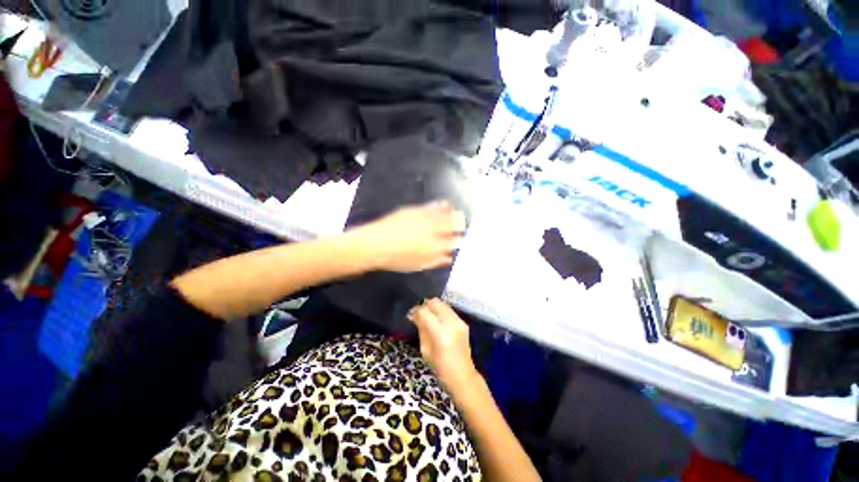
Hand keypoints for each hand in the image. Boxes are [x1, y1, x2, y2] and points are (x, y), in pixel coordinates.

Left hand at [347, 201, 465, 272]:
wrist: (375, 244)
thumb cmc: (397, 259)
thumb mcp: (419, 265)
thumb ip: (437, 261)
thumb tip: (450, 257)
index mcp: (436, 247)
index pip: (455, 242)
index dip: (461, 240)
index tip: (464, 240)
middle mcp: (435, 230)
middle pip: (455, 225)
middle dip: (461, 226)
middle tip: (464, 226)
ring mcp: (426, 218)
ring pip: (447, 214)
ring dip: (455, 214)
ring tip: (459, 214)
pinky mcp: (418, 209)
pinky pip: (435, 206)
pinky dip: (443, 206)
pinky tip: (447, 205)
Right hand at [408, 298, 478, 391]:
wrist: (463, 376)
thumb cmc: (440, 368)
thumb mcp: (425, 350)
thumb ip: (421, 329)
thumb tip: (415, 316)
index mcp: (440, 332)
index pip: (424, 312)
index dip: (415, 311)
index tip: (410, 315)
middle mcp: (451, 322)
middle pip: (435, 303)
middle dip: (424, 305)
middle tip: (418, 314)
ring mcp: (459, 321)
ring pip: (442, 303)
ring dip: (433, 306)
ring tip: (427, 315)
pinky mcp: (463, 322)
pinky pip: (449, 310)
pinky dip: (440, 311)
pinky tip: (436, 320)